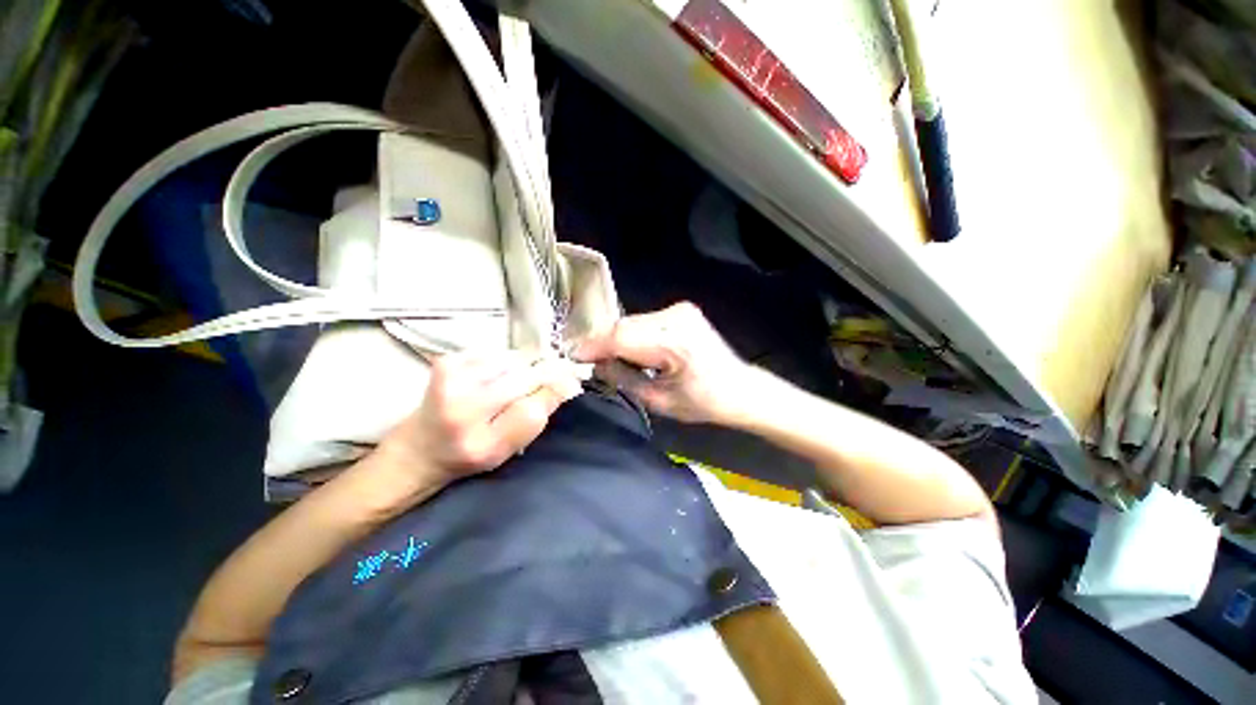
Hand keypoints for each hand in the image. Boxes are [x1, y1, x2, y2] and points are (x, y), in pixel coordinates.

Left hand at [376, 351, 583, 491]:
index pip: (533, 410)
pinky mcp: (446, 361)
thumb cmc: (471, 453)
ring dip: (524, 367)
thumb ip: (538, 417)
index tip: (571, 384)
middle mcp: (463, 411)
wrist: (420, 447)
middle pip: (526, 377)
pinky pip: (497, 352)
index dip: (556, 392)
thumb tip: (570, 381)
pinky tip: (496, 375)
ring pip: (515, 359)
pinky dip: (505, 361)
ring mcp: (451, 382)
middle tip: (551, 376)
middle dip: (545, 374)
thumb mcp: (509, 449)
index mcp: (483, 445)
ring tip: (514, 382)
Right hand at [573, 302, 756, 424]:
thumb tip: (596, 364)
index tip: (572, 356)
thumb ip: (623, 378)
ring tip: (606, 360)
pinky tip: (630, 352)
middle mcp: (677, 317)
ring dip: (617, 340)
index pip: (621, 336)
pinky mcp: (681, 310)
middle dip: (603, 343)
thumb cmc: (703, 402)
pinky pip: (644, 322)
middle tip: (586, 361)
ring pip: (632, 323)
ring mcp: (680, 310)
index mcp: (675, 341)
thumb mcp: (658, 400)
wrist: (738, 388)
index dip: (593, 345)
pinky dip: (631, 336)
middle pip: (624, 326)